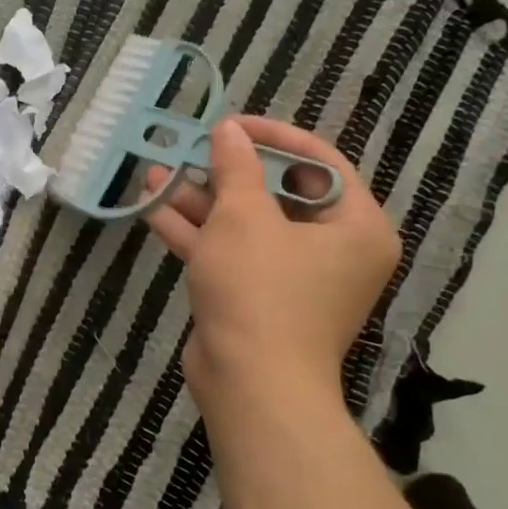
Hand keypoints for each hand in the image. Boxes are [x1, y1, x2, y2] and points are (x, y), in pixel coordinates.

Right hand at [142, 115, 398, 426]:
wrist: (249, 384)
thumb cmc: (261, 290)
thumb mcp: (244, 218)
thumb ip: (235, 167)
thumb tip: (228, 130)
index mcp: (355, 226)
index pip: (319, 162)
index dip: (272, 136)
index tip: (230, 124)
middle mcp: (331, 249)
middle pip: (276, 194)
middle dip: (224, 171)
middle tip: (190, 148)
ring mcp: (290, 277)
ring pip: (244, 225)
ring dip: (199, 200)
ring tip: (156, 171)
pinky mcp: (255, 297)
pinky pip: (228, 253)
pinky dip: (195, 232)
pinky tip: (153, 206)